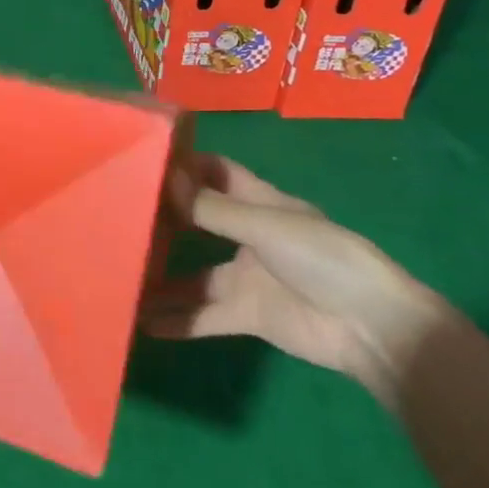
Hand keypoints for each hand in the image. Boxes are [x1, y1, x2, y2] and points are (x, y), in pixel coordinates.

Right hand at [140, 154, 445, 404]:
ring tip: (120, 275)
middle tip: (117, 217)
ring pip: (194, 276)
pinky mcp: (248, 315)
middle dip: (164, 220)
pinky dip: (177, 320)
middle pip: (198, 223)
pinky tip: (142, 322)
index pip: (216, 173)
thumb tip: (165, 180)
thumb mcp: (266, 225)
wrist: (371, 326)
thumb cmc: (323, 257)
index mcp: (260, 203)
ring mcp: (247, 278)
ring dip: (162, 279)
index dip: (184, 166)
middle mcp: (249, 236)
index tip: (143, 161)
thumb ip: (213, 210)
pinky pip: (205, 316)